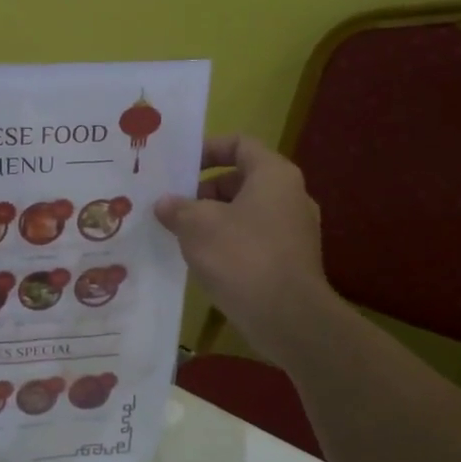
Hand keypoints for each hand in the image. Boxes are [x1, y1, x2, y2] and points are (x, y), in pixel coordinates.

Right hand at [155, 135, 341, 365]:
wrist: (287, 317)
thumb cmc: (241, 256)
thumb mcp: (197, 226)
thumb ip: (177, 208)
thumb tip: (165, 204)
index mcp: (273, 175)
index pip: (240, 144)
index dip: (207, 149)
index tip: (179, 167)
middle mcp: (290, 196)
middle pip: (241, 179)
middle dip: (204, 191)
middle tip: (172, 206)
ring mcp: (295, 230)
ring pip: (246, 212)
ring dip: (213, 219)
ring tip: (181, 234)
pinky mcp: (291, 260)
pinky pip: (254, 239)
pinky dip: (229, 243)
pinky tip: (204, 260)